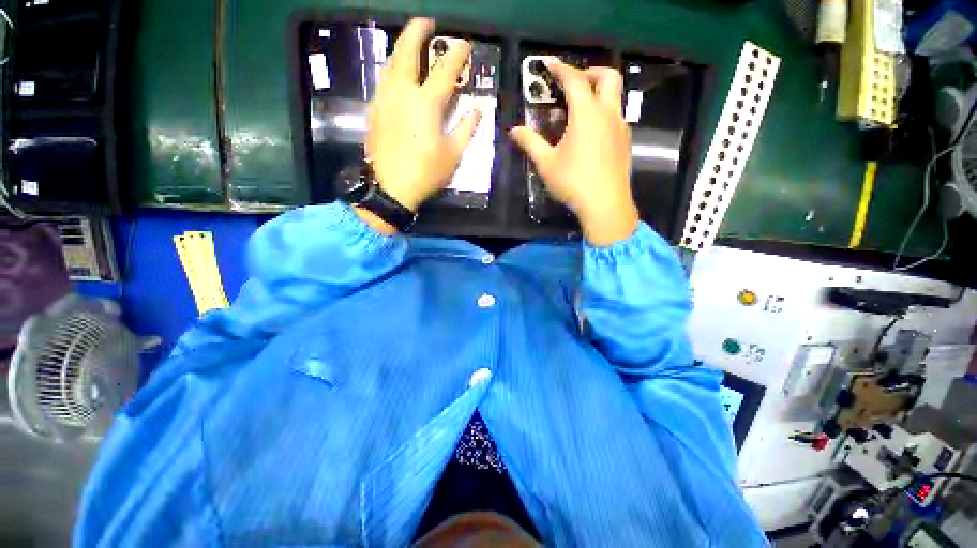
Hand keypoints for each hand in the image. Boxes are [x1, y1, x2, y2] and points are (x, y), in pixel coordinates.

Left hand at [365, 18, 480, 216]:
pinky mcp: (374, 109)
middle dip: (415, 33)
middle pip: (406, 54)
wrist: (385, 190)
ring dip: (401, 47)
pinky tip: (398, 68)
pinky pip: (384, 80)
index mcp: (426, 102)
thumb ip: (466, 126)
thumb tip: (476, 109)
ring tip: (410, 39)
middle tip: (425, 21)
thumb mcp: (453, 153)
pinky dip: (393, 67)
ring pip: (390, 65)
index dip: (456, 54)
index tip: (464, 43)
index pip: (444, 69)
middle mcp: (402, 94)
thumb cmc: (423, 172)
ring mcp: (384, 100)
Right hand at [511, 60, 638, 245]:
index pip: (575, 79)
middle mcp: (608, 114)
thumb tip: (515, 130)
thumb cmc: (576, 183)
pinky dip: (603, 108)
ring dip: (599, 89)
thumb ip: (530, 142)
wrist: (609, 208)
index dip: (561, 68)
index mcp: (587, 114)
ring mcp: (621, 126)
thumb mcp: (547, 163)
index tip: (548, 63)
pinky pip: (616, 112)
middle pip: (609, 77)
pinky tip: (588, 126)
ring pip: (616, 95)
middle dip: (591, 71)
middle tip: (573, 81)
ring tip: (577, 103)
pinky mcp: (625, 139)